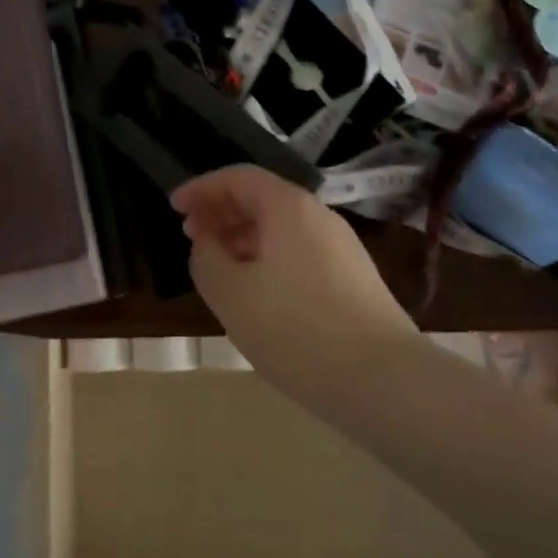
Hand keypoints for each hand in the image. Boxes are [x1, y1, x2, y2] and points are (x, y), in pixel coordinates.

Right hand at [171, 166, 418, 401]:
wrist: (383, 380)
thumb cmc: (295, 328)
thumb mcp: (231, 293)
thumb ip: (207, 259)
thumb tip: (208, 244)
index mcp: (288, 207)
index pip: (238, 178)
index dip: (202, 188)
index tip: (174, 206)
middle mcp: (319, 216)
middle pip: (262, 199)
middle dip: (222, 212)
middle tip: (191, 236)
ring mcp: (342, 248)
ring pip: (282, 229)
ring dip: (244, 239)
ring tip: (219, 266)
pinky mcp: (354, 279)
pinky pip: (299, 253)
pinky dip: (268, 260)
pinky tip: (258, 293)